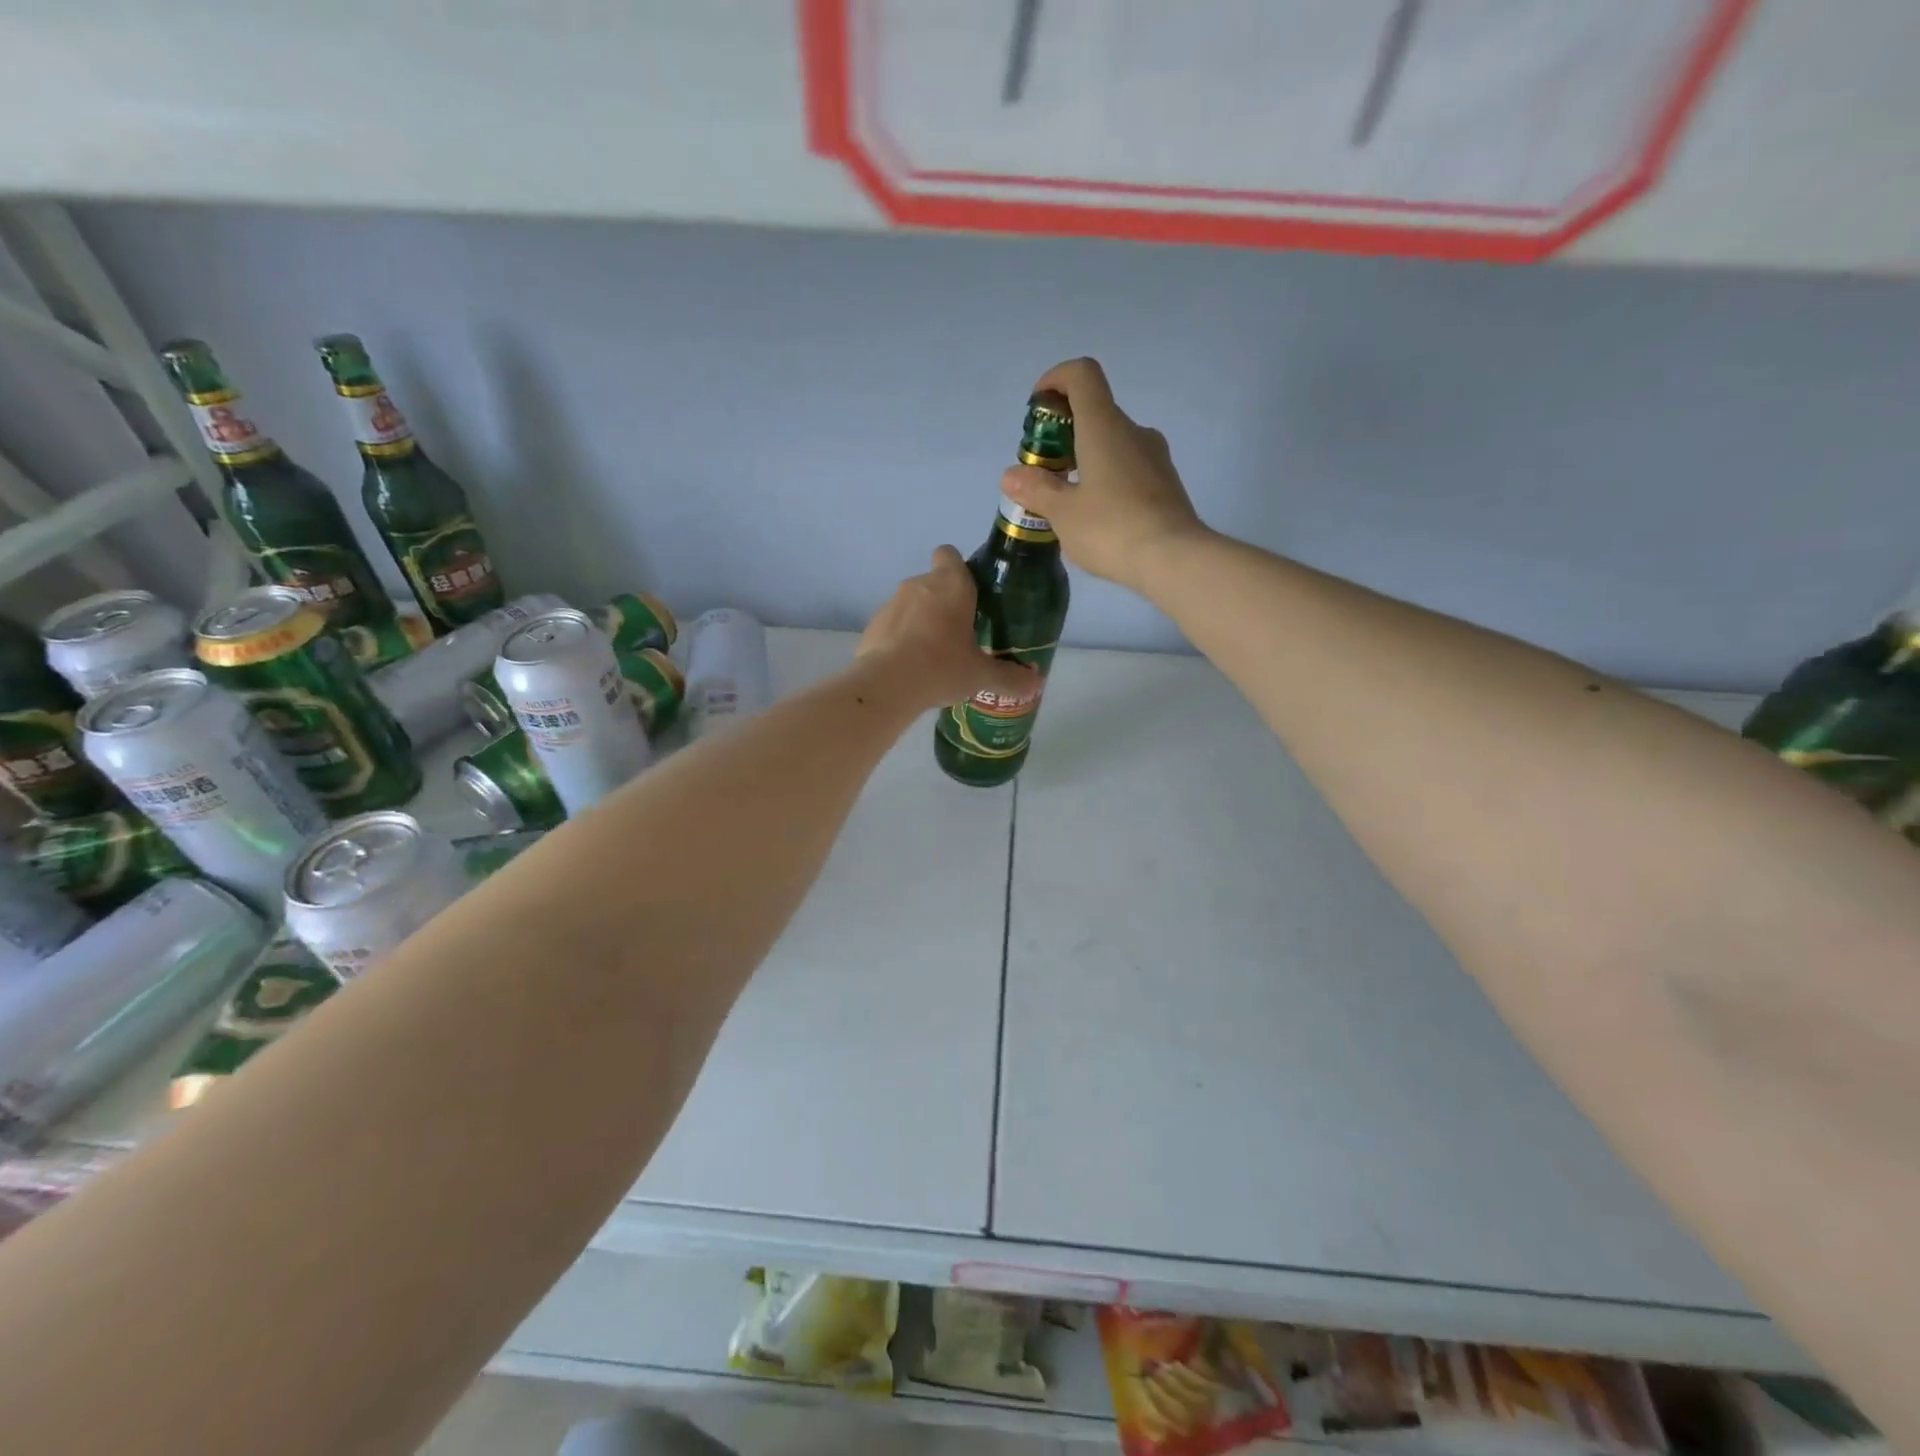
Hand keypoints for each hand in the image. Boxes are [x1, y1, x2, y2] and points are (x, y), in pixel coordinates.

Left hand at [859, 547, 1039, 710]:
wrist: (887, 685)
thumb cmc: (942, 666)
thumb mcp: (981, 675)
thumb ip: (1009, 677)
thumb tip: (1035, 684)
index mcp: (951, 584)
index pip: (950, 554)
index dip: (958, 568)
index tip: (970, 594)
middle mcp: (919, 584)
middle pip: (933, 583)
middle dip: (944, 603)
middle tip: (960, 635)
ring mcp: (892, 603)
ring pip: (912, 604)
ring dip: (922, 621)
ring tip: (934, 656)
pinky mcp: (873, 624)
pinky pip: (893, 625)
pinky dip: (901, 639)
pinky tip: (910, 667)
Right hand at [1000, 357, 1209, 593]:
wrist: (1174, 560)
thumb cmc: (1111, 529)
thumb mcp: (1063, 513)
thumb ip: (1036, 489)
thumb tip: (1012, 475)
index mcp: (1104, 427)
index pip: (1082, 375)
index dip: (1055, 380)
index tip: (1038, 409)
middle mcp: (1133, 432)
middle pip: (1095, 412)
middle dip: (1063, 434)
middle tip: (1044, 471)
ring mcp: (1155, 457)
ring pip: (1113, 444)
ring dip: (1085, 460)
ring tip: (1067, 501)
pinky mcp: (1166, 484)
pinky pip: (1129, 469)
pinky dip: (1106, 480)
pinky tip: (1096, 518)